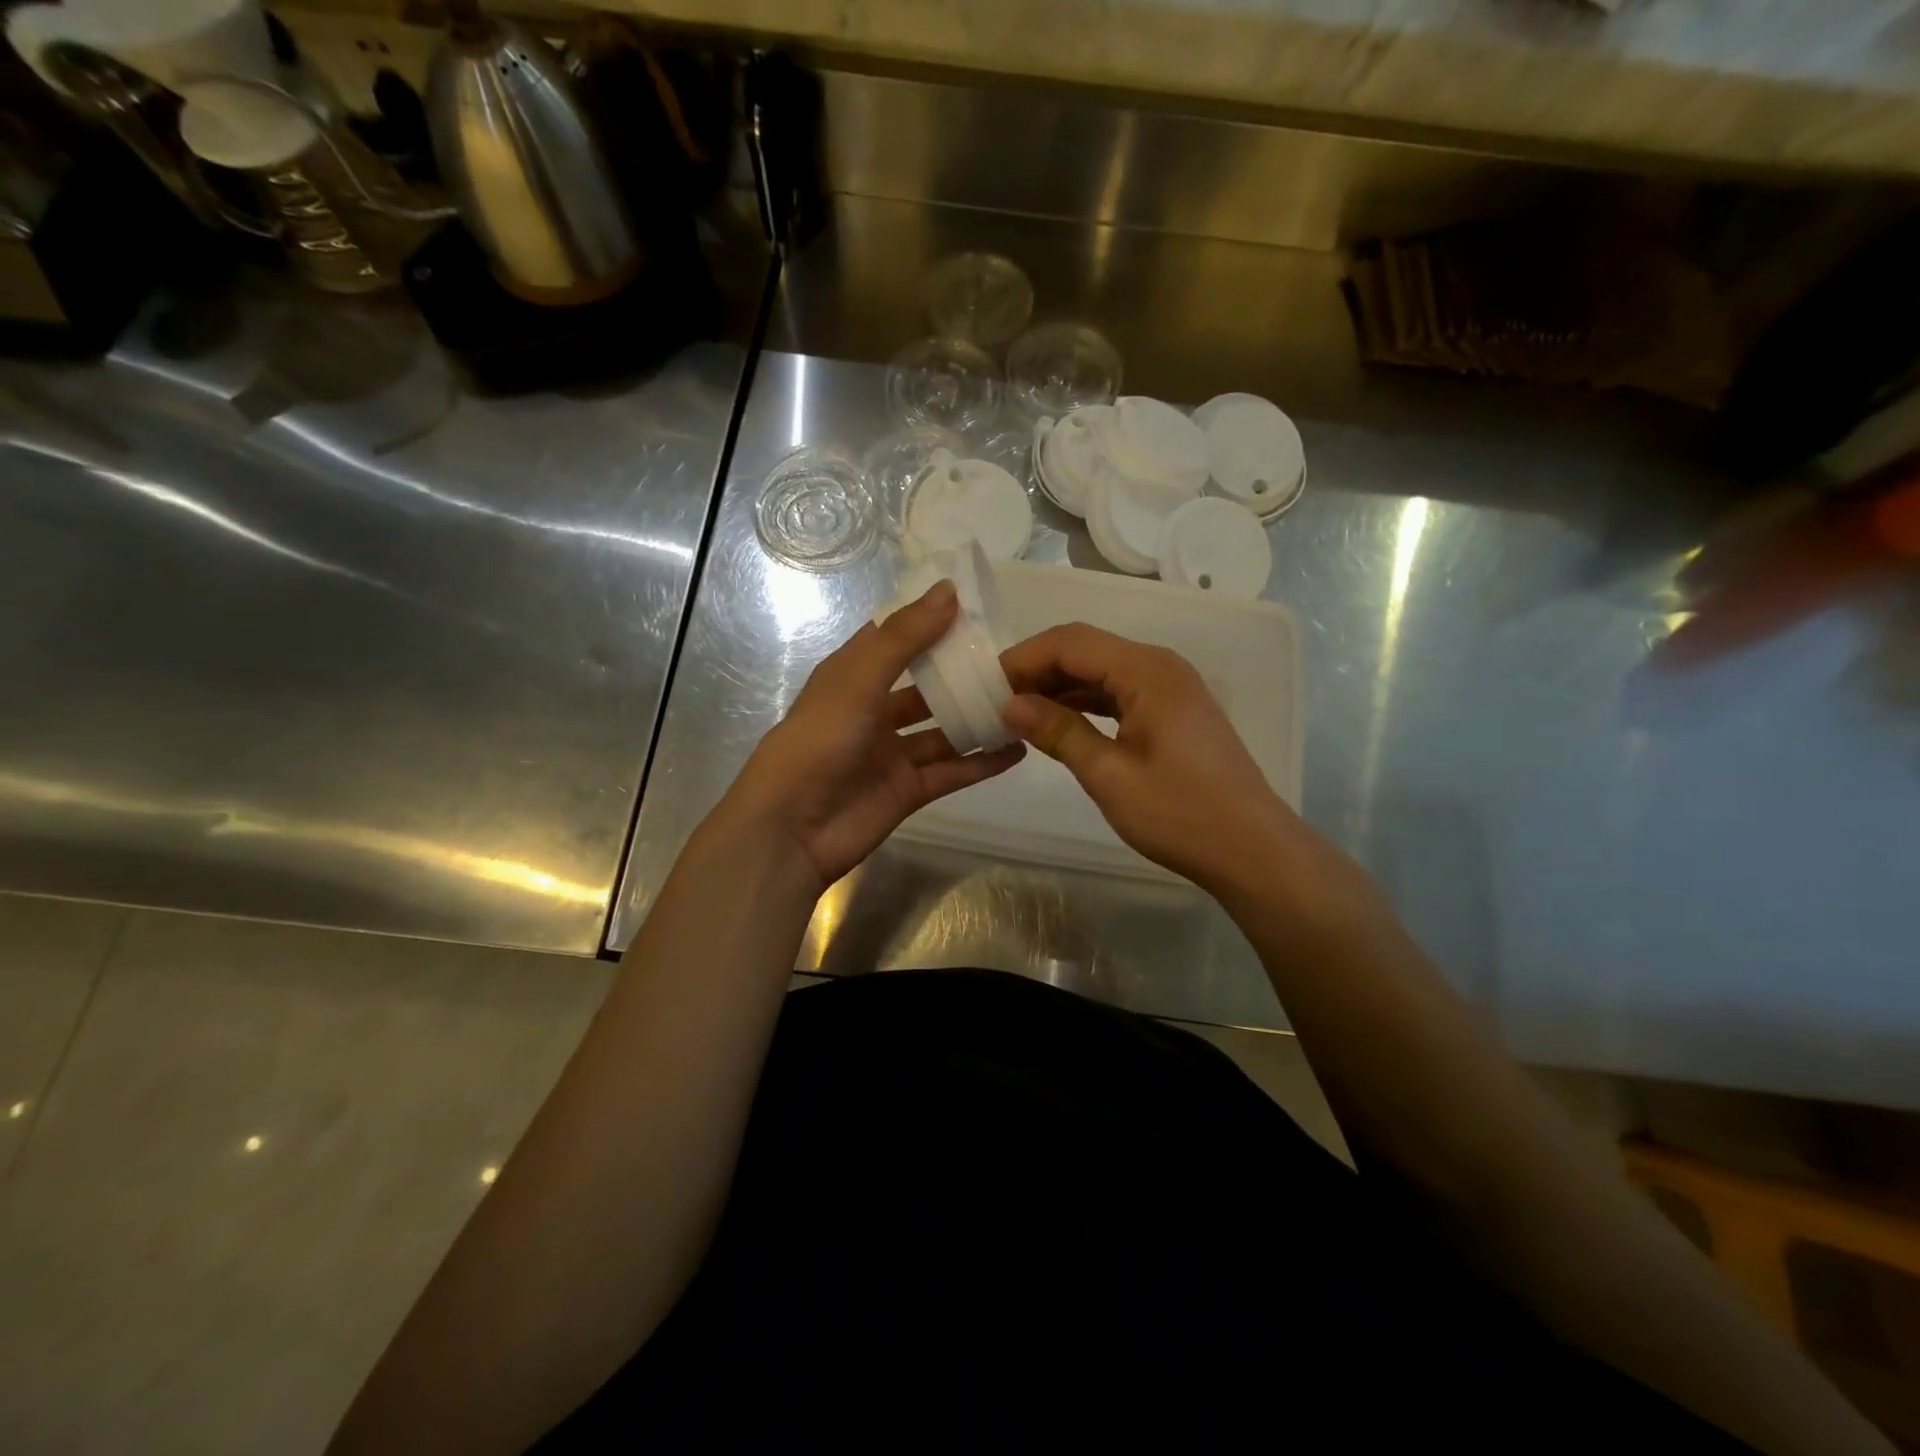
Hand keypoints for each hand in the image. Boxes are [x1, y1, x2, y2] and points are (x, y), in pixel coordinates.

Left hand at [725, 580, 1025, 894]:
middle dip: (960, 672)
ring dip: (977, 718)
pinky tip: (1018, 749)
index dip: (928, 620)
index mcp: (851, 677)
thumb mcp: (858, 680)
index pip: (893, 638)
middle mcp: (872, 711)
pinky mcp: (908, 790)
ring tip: (1024, 701)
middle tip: (1011, 658)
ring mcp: (892, 754)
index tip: (974, 605)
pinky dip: (982, 762)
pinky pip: (952, 771)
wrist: (791, 831)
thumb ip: (904, 638)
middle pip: (924, 685)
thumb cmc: (818, 742)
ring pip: (943, 730)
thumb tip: (948, 590)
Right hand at [999, 623, 1344, 902]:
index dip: (1024, 658)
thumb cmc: (1180, 814)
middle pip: (1086, 650)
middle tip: (995, 701)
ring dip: (1059, 687)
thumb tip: (1009, 704)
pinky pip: (1119, 693)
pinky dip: (1085, 703)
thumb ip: (1058, 732)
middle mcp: (1160, 667)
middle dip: (1038, 670)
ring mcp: (1170, 689)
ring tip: (1017, 712)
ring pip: (1101, 672)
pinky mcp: (1173, 712)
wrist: (1251, 850)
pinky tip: (1058, 723)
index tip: (985, 684)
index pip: (1071, 642)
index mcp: (1147, 671)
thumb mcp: (1109, 775)